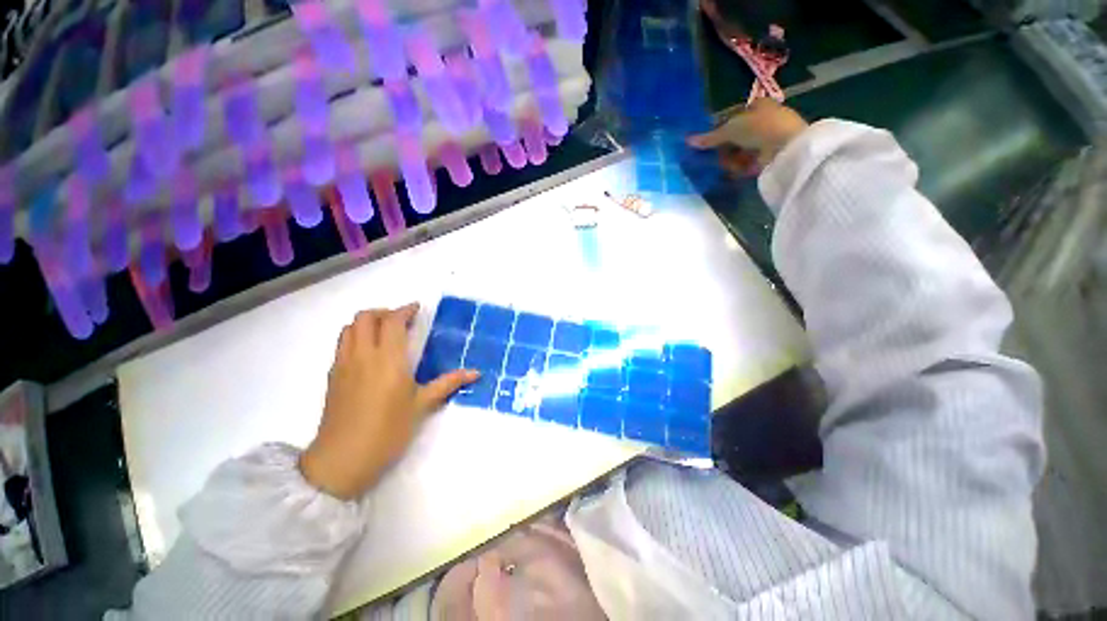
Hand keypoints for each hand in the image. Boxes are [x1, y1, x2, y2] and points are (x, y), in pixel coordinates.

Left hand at [299, 303, 478, 499]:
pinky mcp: (333, 376)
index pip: (392, 321)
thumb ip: (448, 383)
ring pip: (350, 328)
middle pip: (366, 317)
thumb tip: (476, 373)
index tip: (417, 309)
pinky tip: (369, 353)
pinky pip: (342, 343)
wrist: (342, 459)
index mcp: (388, 359)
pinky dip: (356, 336)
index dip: (405, 310)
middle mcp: (363, 355)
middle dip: (384, 312)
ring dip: (368, 322)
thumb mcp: (422, 405)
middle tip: (402, 321)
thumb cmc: (388, 430)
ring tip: (385, 333)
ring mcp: (344, 364)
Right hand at [687, 98, 808, 174]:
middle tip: (717, 156)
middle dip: (724, 149)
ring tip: (729, 165)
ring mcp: (766, 140)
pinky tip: (738, 171)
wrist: (786, 146)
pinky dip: (740, 167)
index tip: (708, 142)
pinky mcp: (768, 157)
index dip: (719, 130)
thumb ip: (710, 137)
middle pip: (734, 137)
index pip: (732, 118)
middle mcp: (762, 120)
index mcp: (756, 106)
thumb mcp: (730, 129)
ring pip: (739, 152)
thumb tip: (688, 140)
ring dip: (731, 159)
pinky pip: (747, 163)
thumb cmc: (759, 127)